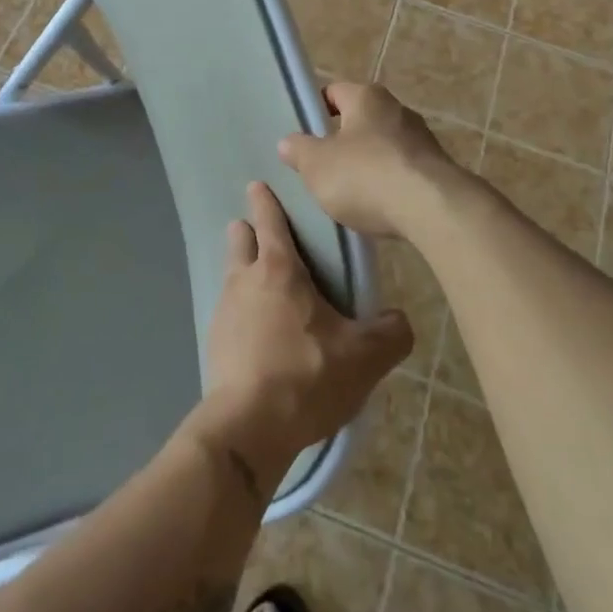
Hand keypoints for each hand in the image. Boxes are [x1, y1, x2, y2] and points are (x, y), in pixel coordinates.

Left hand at [193, 182, 413, 490]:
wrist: (248, 426)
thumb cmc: (308, 376)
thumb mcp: (364, 357)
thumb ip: (390, 333)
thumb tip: (398, 319)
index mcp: (279, 270)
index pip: (270, 220)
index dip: (265, 201)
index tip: (258, 184)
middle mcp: (246, 280)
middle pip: (241, 239)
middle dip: (248, 230)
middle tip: (261, 232)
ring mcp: (224, 310)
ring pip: (232, 274)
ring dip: (243, 269)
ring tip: (263, 283)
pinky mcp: (215, 342)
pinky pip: (228, 311)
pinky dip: (241, 310)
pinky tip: (257, 331)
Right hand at [277, 82, 465, 238]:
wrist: (432, 209)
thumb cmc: (365, 175)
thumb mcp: (316, 165)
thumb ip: (299, 151)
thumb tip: (288, 142)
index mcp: (366, 97)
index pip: (334, 91)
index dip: (315, 109)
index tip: (303, 133)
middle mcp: (397, 109)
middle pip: (360, 119)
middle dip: (342, 140)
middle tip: (321, 165)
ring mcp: (422, 139)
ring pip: (383, 146)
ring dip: (367, 164)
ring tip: (348, 192)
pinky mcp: (437, 169)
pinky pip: (402, 170)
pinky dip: (388, 184)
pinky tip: (377, 207)